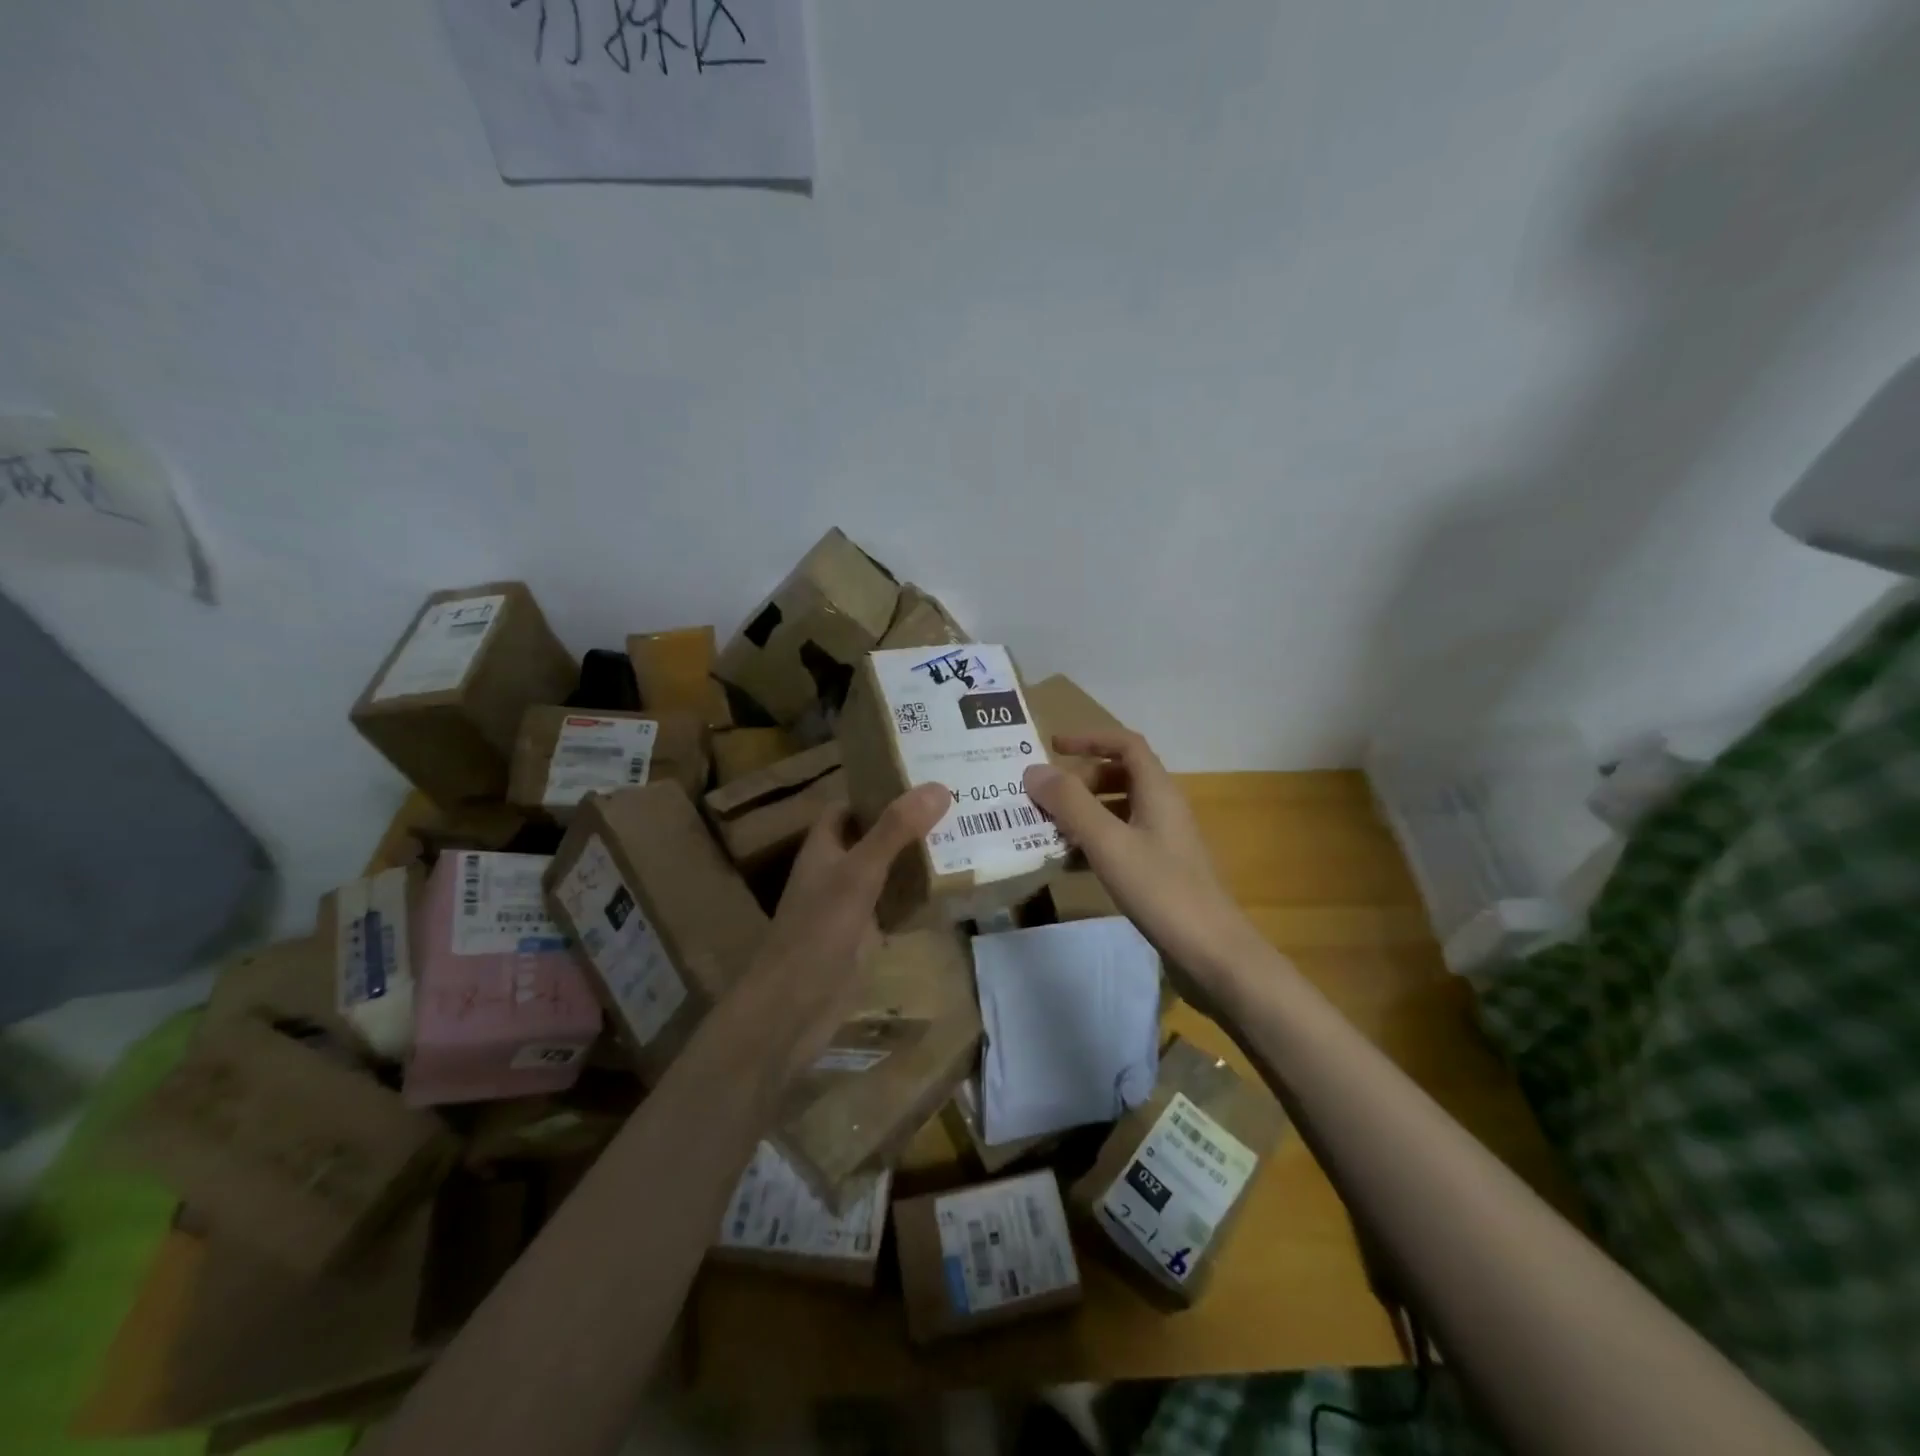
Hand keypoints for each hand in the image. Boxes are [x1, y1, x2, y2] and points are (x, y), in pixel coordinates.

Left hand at [752, 781, 951, 1080]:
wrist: (793, 1009)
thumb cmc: (818, 932)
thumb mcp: (858, 874)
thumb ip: (894, 831)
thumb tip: (938, 787)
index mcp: (825, 846)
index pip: (852, 804)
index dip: (881, 788)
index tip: (925, 775)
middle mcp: (837, 869)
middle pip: (875, 835)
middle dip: (910, 822)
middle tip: (960, 803)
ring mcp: (851, 904)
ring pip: (889, 870)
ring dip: (919, 857)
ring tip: (967, 836)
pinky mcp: (866, 936)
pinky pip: (897, 905)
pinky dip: (920, 896)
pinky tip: (954, 889)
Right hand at [1024, 732, 1262, 999]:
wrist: (1212, 953)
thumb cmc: (1161, 889)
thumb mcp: (1108, 842)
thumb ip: (1070, 804)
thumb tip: (1034, 770)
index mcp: (1158, 791)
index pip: (1126, 745)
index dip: (1090, 739)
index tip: (1053, 747)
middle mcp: (1164, 808)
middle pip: (1120, 775)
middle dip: (1080, 780)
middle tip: (1045, 797)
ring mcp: (1164, 841)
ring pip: (1119, 810)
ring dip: (1084, 812)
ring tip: (1048, 827)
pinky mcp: (1160, 870)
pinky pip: (1121, 841)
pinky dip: (1094, 842)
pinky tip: (1070, 863)